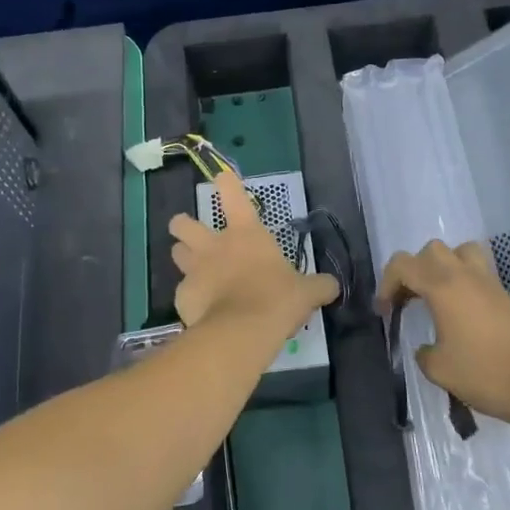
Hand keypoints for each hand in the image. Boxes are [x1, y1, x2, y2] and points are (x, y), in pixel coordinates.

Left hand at [170, 171, 336, 332]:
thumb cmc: (276, 300)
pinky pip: (182, 292)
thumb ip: (318, 286)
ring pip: (177, 253)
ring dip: (183, 257)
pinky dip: (190, 298)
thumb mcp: (305, 293)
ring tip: (194, 270)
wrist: (241, 332)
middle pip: (183, 223)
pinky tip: (201, 310)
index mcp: (245, 233)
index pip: (233, 195)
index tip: (222, 176)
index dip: (226, 183)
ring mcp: (194, 270)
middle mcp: (214, 245)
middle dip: (182, 224)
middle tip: (189, 232)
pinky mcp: (183, 297)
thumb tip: (333, 286)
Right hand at [379, 240, 509, 430]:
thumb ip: (423, 353)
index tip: (385, 311)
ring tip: (438, 294)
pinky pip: (478, 270)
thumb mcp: (439, 370)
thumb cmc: (484, 373)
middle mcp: (463, 275)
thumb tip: (425, 348)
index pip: (403, 265)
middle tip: (409, 299)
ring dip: (443, 265)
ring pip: (459, 251)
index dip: (386, 283)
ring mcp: (488, 282)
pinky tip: (461, 310)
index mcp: (441, 287)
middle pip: (431, 250)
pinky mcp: (504, 295)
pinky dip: (463, 280)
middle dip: (413, 270)